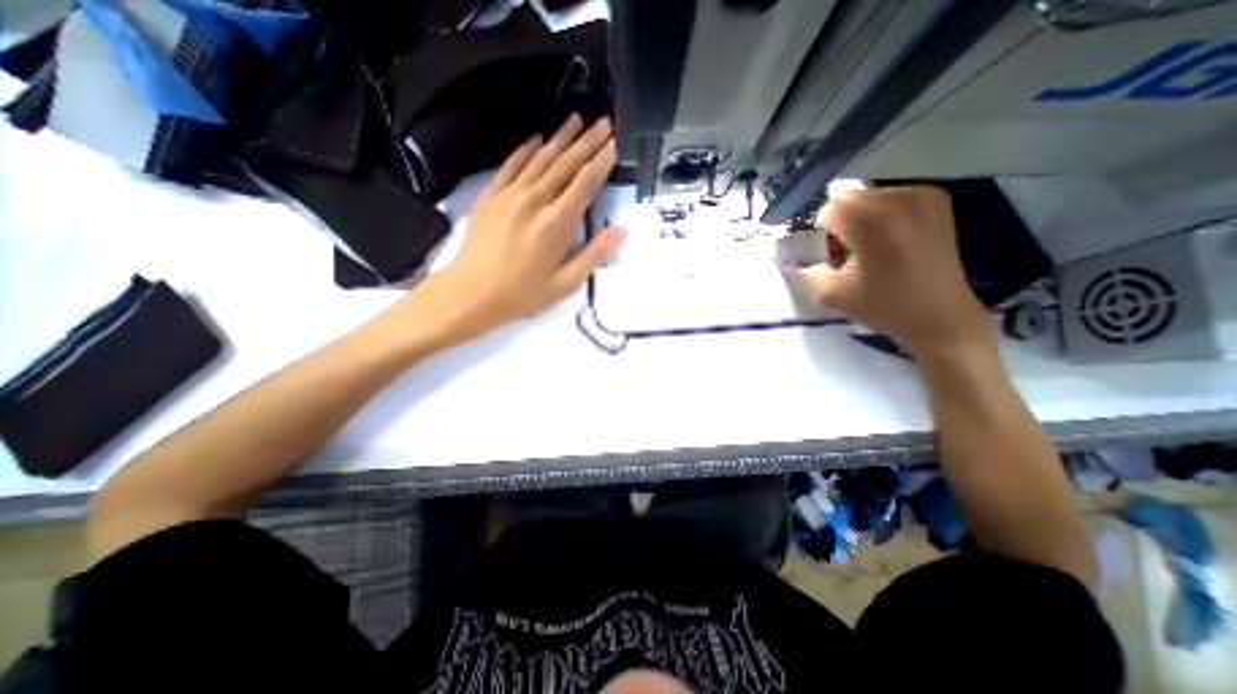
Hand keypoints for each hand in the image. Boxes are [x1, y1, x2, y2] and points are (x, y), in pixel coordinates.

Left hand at [384, 115, 622, 348]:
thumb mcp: (565, 283)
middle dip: (587, 142)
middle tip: (604, 122)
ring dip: (561, 138)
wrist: (470, 293)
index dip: (601, 162)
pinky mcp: (491, 195)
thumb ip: (594, 254)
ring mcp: (510, 195)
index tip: (614, 143)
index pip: (585, 184)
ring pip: (540, 159)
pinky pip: (511, 165)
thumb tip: (620, 230)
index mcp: (557, 224)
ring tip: (577, 119)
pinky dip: (526, 150)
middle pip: (566, 164)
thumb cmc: (522, 294)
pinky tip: (538, 138)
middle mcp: (535, 201)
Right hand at [792, 188, 991, 360]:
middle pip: (844, 199)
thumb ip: (801, 270)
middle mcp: (900, 198)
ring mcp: (921, 194)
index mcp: (874, 221)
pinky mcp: (934, 198)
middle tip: (844, 254)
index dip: (818, 234)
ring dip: (854, 220)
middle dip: (836, 224)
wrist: (941, 317)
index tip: (826, 257)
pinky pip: (886, 198)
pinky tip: (885, 241)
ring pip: (863, 197)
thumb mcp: (829, 294)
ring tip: (865, 250)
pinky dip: (875, 216)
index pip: (826, 211)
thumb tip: (787, 253)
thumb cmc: (883, 307)